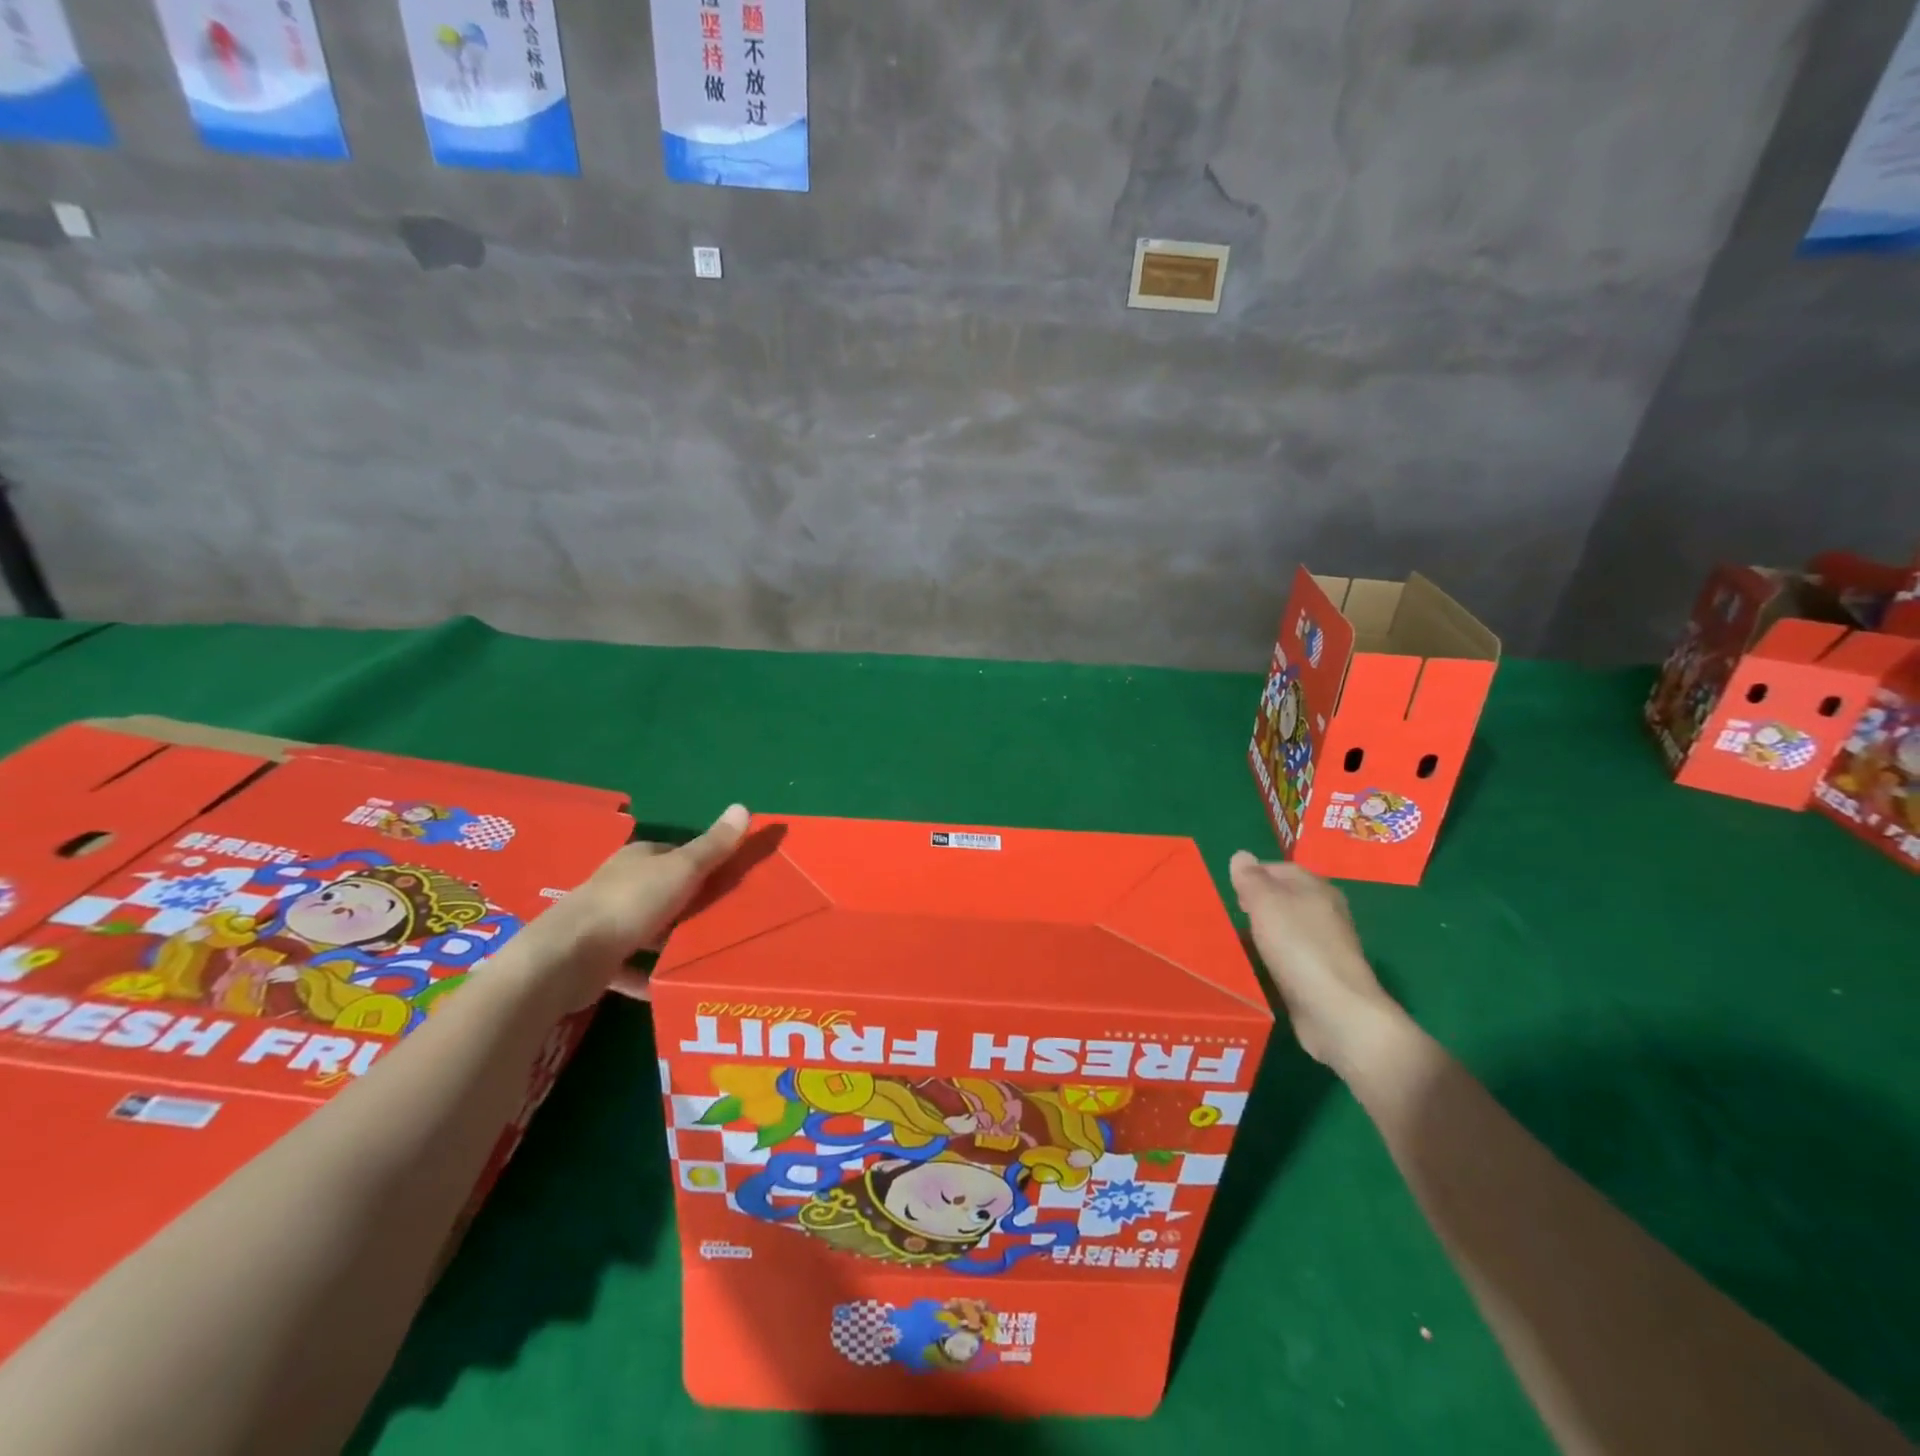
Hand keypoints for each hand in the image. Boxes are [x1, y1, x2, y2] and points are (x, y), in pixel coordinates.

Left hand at [536, 804, 750, 1005]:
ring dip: (672, 941)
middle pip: (664, 891)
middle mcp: (620, 885)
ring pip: (650, 930)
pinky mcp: (599, 961)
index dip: (704, 863)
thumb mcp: (682, 869)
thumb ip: (713, 845)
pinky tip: (673, 985)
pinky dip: (651, 976)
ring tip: (709, 954)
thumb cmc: (631, 903)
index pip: (676, 854)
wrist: (568, 958)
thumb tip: (743, 806)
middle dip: (692, 904)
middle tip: (729, 919)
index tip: (732, 880)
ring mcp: (607, 924)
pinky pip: (633, 968)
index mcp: (639, 859)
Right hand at [1228, 852, 1401, 1075]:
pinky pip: (1290, 957)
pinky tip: (1258, 967)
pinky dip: (1273, 957)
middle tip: (1230, 916)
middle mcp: (1326, 912)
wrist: (1336, 1010)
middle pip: (1284, 898)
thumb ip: (1250, 878)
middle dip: (1257, 904)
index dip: (1252, 875)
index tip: (1229, 891)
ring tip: (1237, 941)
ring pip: (1287, 928)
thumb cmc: (1298, 946)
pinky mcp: (1322, 976)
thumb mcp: (1266, 903)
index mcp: (1317, 888)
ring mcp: (1326, 945)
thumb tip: (1241, 855)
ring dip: (1264, 933)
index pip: (1279, 868)